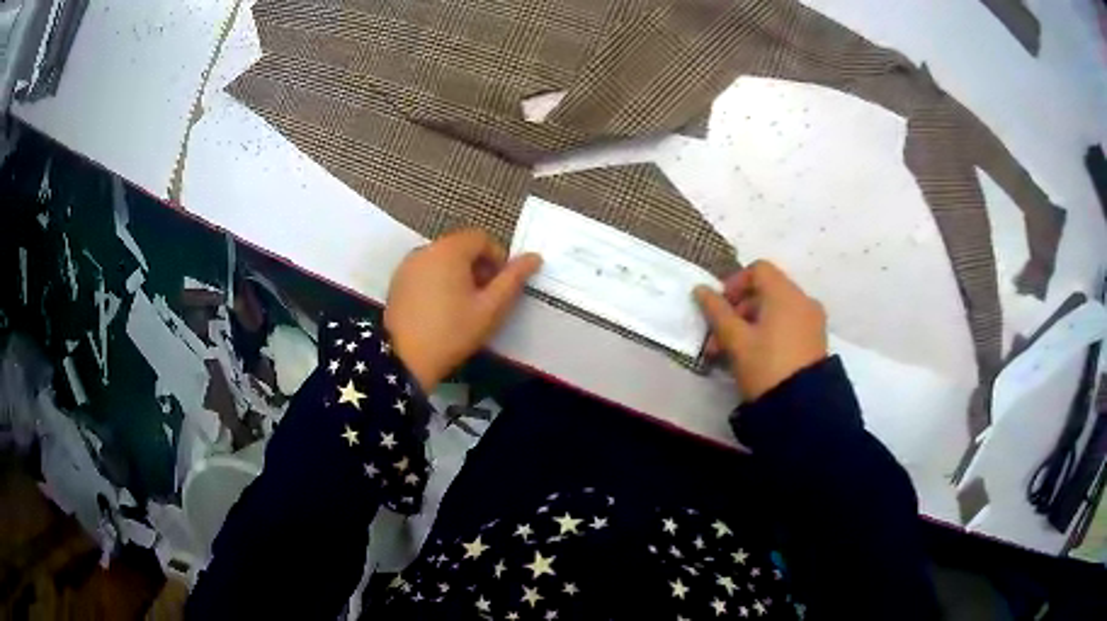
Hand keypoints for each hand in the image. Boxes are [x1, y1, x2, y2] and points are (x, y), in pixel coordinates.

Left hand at [385, 230, 541, 391]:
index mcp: (450, 250)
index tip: (500, 286)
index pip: (482, 238)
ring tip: (464, 305)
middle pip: (461, 246)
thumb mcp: (490, 309)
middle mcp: (426, 249)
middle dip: (478, 266)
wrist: (404, 358)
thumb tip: (534, 257)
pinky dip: (439, 280)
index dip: (498, 258)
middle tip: (485, 297)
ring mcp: (408, 264)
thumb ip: (513, 280)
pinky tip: (441, 308)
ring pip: (443, 258)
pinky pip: (426, 270)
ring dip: (459, 273)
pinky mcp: (398, 281)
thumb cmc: (452, 331)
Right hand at [694, 261, 827, 400]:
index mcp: (785, 293)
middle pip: (766, 291)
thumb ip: (716, 312)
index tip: (719, 309)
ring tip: (735, 354)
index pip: (757, 269)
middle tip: (719, 340)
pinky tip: (758, 358)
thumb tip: (700, 289)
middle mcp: (803, 300)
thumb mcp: (735, 340)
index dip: (734, 284)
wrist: (802, 406)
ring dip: (751, 325)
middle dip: (738, 312)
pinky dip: (771, 332)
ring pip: (776, 311)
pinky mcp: (816, 340)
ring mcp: (813, 320)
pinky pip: (789, 325)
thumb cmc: (765, 366)